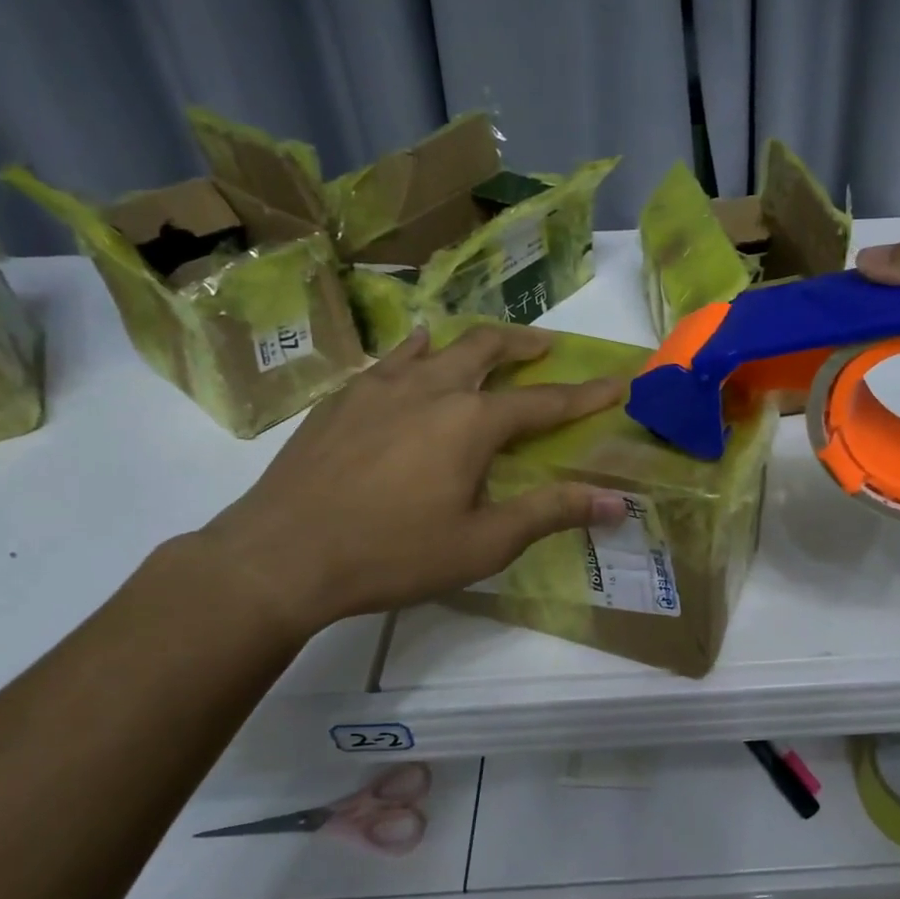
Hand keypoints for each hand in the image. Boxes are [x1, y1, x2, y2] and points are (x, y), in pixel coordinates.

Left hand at [196, 325, 626, 641]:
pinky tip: (416, 352)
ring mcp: (381, 386)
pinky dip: (417, 349)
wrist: (281, 556)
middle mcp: (432, 388)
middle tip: (547, 346)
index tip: (618, 380)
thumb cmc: (391, 554)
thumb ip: (551, 513)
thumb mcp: (482, 544)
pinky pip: (391, 357)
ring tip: (487, 347)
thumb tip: (617, 502)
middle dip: (525, 344)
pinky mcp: (343, 397)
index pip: (545, 401)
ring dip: (473, 342)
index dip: (586, 394)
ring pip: (439, 344)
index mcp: (472, 422)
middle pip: (488, 348)